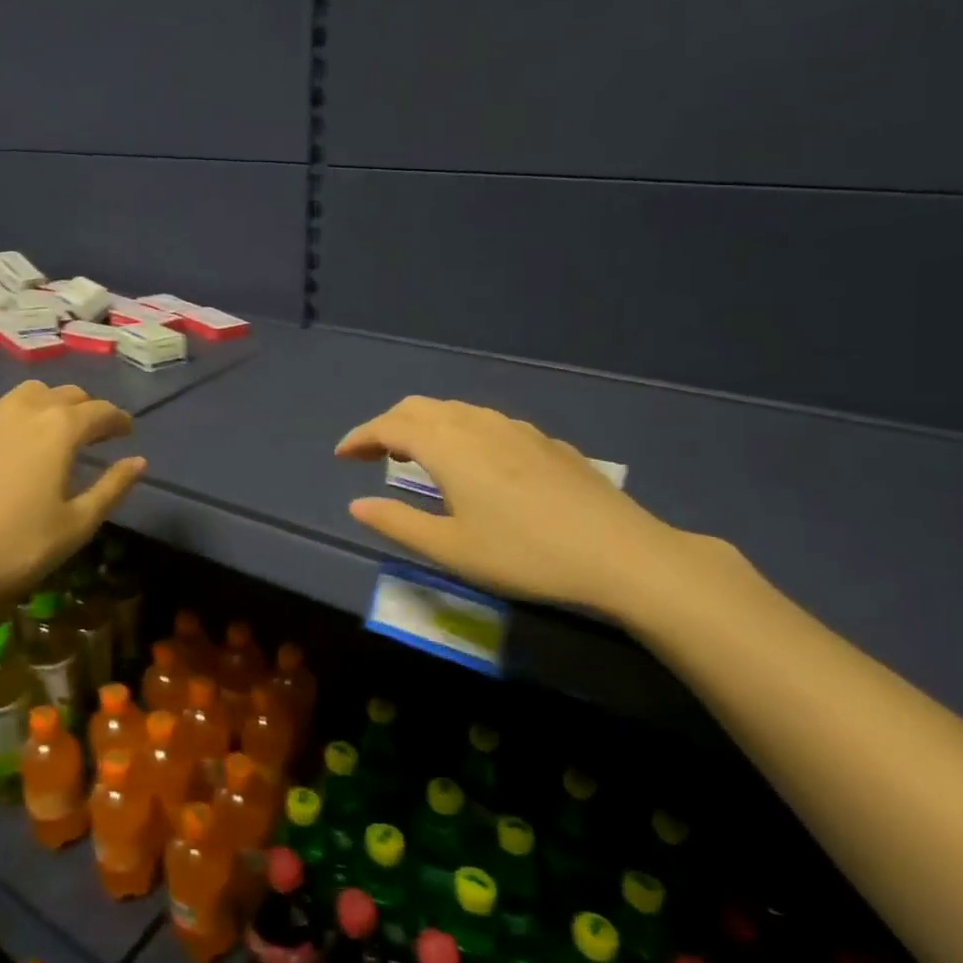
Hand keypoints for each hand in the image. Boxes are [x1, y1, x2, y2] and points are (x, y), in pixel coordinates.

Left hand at [0, 381, 146, 622]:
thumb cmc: (14, 548)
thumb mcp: (76, 526)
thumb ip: (112, 488)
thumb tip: (138, 461)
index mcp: (60, 428)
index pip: (101, 412)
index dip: (118, 420)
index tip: (126, 432)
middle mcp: (24, 409)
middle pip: (64, 394)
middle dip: (85, 409)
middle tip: (93, 433)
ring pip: (26, 395)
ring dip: (48, 406)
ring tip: (51, 432)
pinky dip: (12, 419)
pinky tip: (7, 446)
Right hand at [336, 396, 699, 616]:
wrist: (621, 554)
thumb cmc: (525, 554)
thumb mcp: (451, 549)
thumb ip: (397, 523)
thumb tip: (356, 505)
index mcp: (448, 446)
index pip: (389, 426)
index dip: (360, 437)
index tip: (341, 456)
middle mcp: (477, 425)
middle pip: (419, 408)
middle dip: (388, 425)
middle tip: (372, 456)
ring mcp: (515, 429)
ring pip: (455, 410)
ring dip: (424, 425)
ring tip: (415, 458)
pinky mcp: (544, 442)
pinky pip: (486, 422)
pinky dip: (459, 431)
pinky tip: (473, 464)